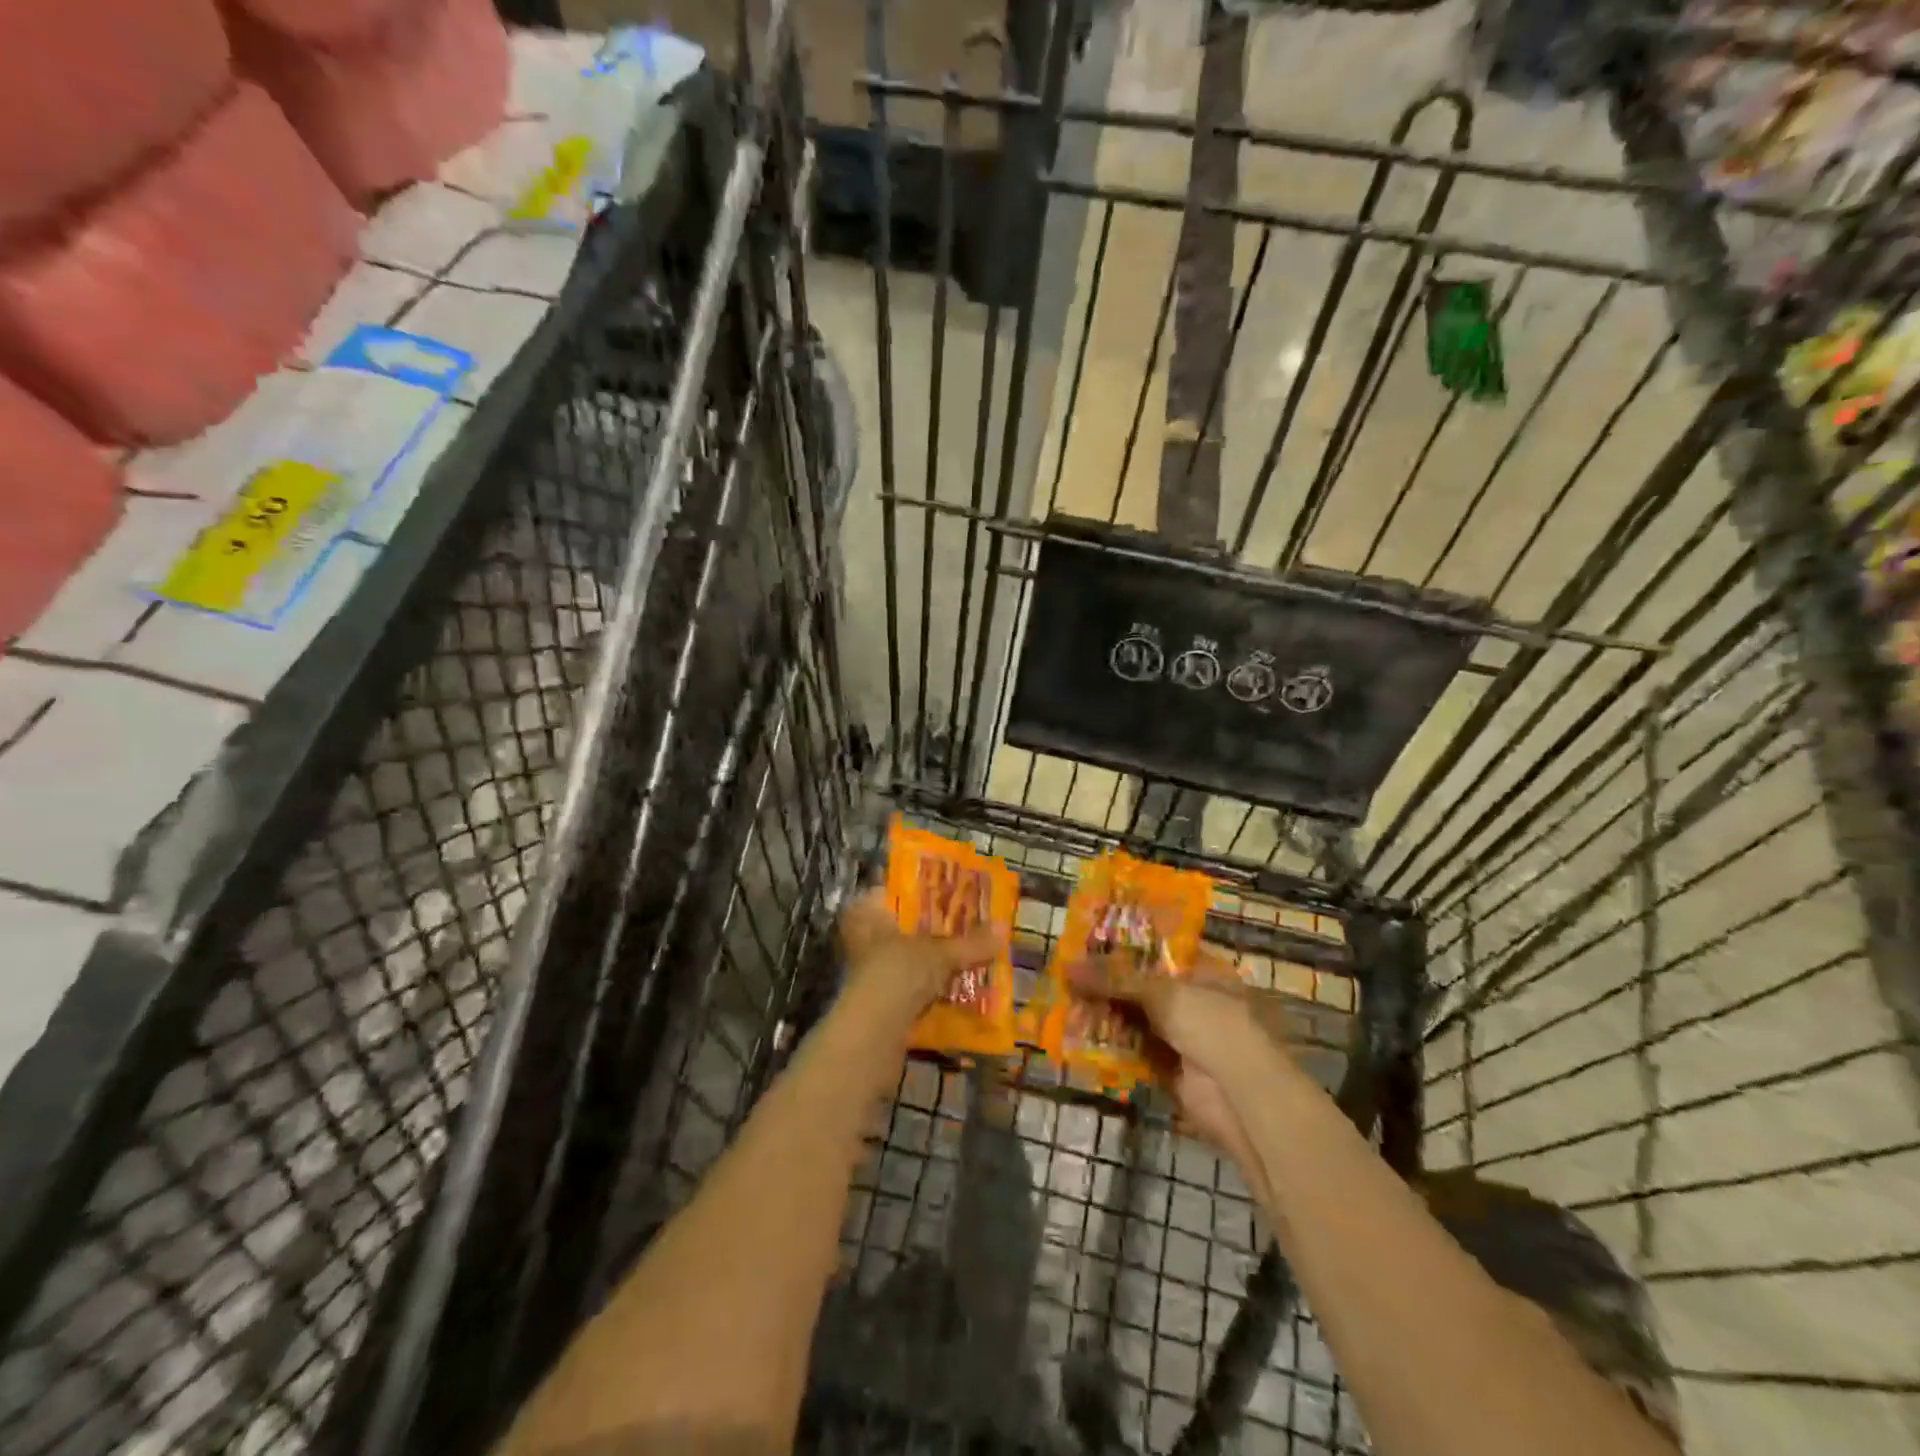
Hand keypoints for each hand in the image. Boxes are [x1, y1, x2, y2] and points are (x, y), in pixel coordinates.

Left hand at [838, 887, 1001, 1032]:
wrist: (871, 1036)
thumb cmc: (897, 973)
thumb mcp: (939, 953)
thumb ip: (970, 942)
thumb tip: (1004, 927)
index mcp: (867, 914)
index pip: (891, 892)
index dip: (919, 892)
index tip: (949, 892)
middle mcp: (862, 939)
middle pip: (903, 928)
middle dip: (933, 930)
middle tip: (968, 924)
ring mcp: (869, 973)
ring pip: (908, 960)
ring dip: (934, 963)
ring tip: (971, 956)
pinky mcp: (879, 1004)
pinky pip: (911, 989)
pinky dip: (932, 990)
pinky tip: (958, 990)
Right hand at [1069, 952, 1287, 1173]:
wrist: (1241, 1096)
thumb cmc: (1213, 1024)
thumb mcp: (1162, 992)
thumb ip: (1115, 979)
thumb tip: (1067, 968)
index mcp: (1204, 971)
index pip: (1159, 951)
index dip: (1125, 946)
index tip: (1090, 941)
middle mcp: (1195, 1000)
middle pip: (1144, 986)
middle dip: (1109, 983)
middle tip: (1068, 973)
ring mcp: (1183, 1037)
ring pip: (1136, 1020)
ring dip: (1105, 1014)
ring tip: (1065, 1001)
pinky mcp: (1170, 1070)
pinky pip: (1134, 1052)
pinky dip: (1110, 1046)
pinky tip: (1078, 1036)